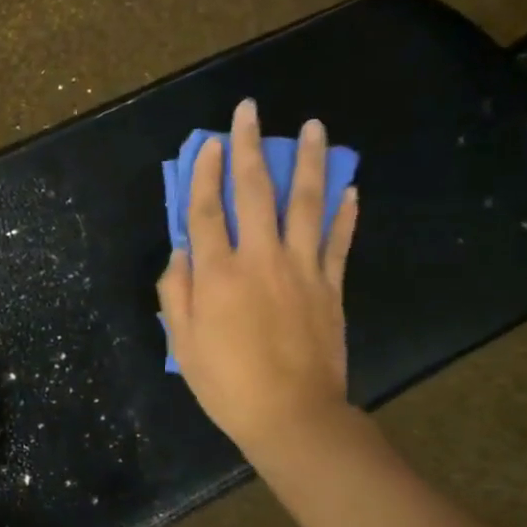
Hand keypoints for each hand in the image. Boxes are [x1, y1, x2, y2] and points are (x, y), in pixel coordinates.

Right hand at [157, 100, 359, 462]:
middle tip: (250, 112)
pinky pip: (339, 241)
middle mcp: (260, 260)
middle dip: (249, 148)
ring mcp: (302, 269)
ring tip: (316, 127)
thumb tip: (180, 251)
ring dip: (310, 162)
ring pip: (306, 204)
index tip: (209, 142)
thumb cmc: (226, 383)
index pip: (206, 211)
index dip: (204, 174)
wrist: (291, 414)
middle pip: (254, 192)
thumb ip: (176, 291)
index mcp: (217, 274)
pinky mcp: (331, 286)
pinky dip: (345, 212)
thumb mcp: (182, 342)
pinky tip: (350, 187)